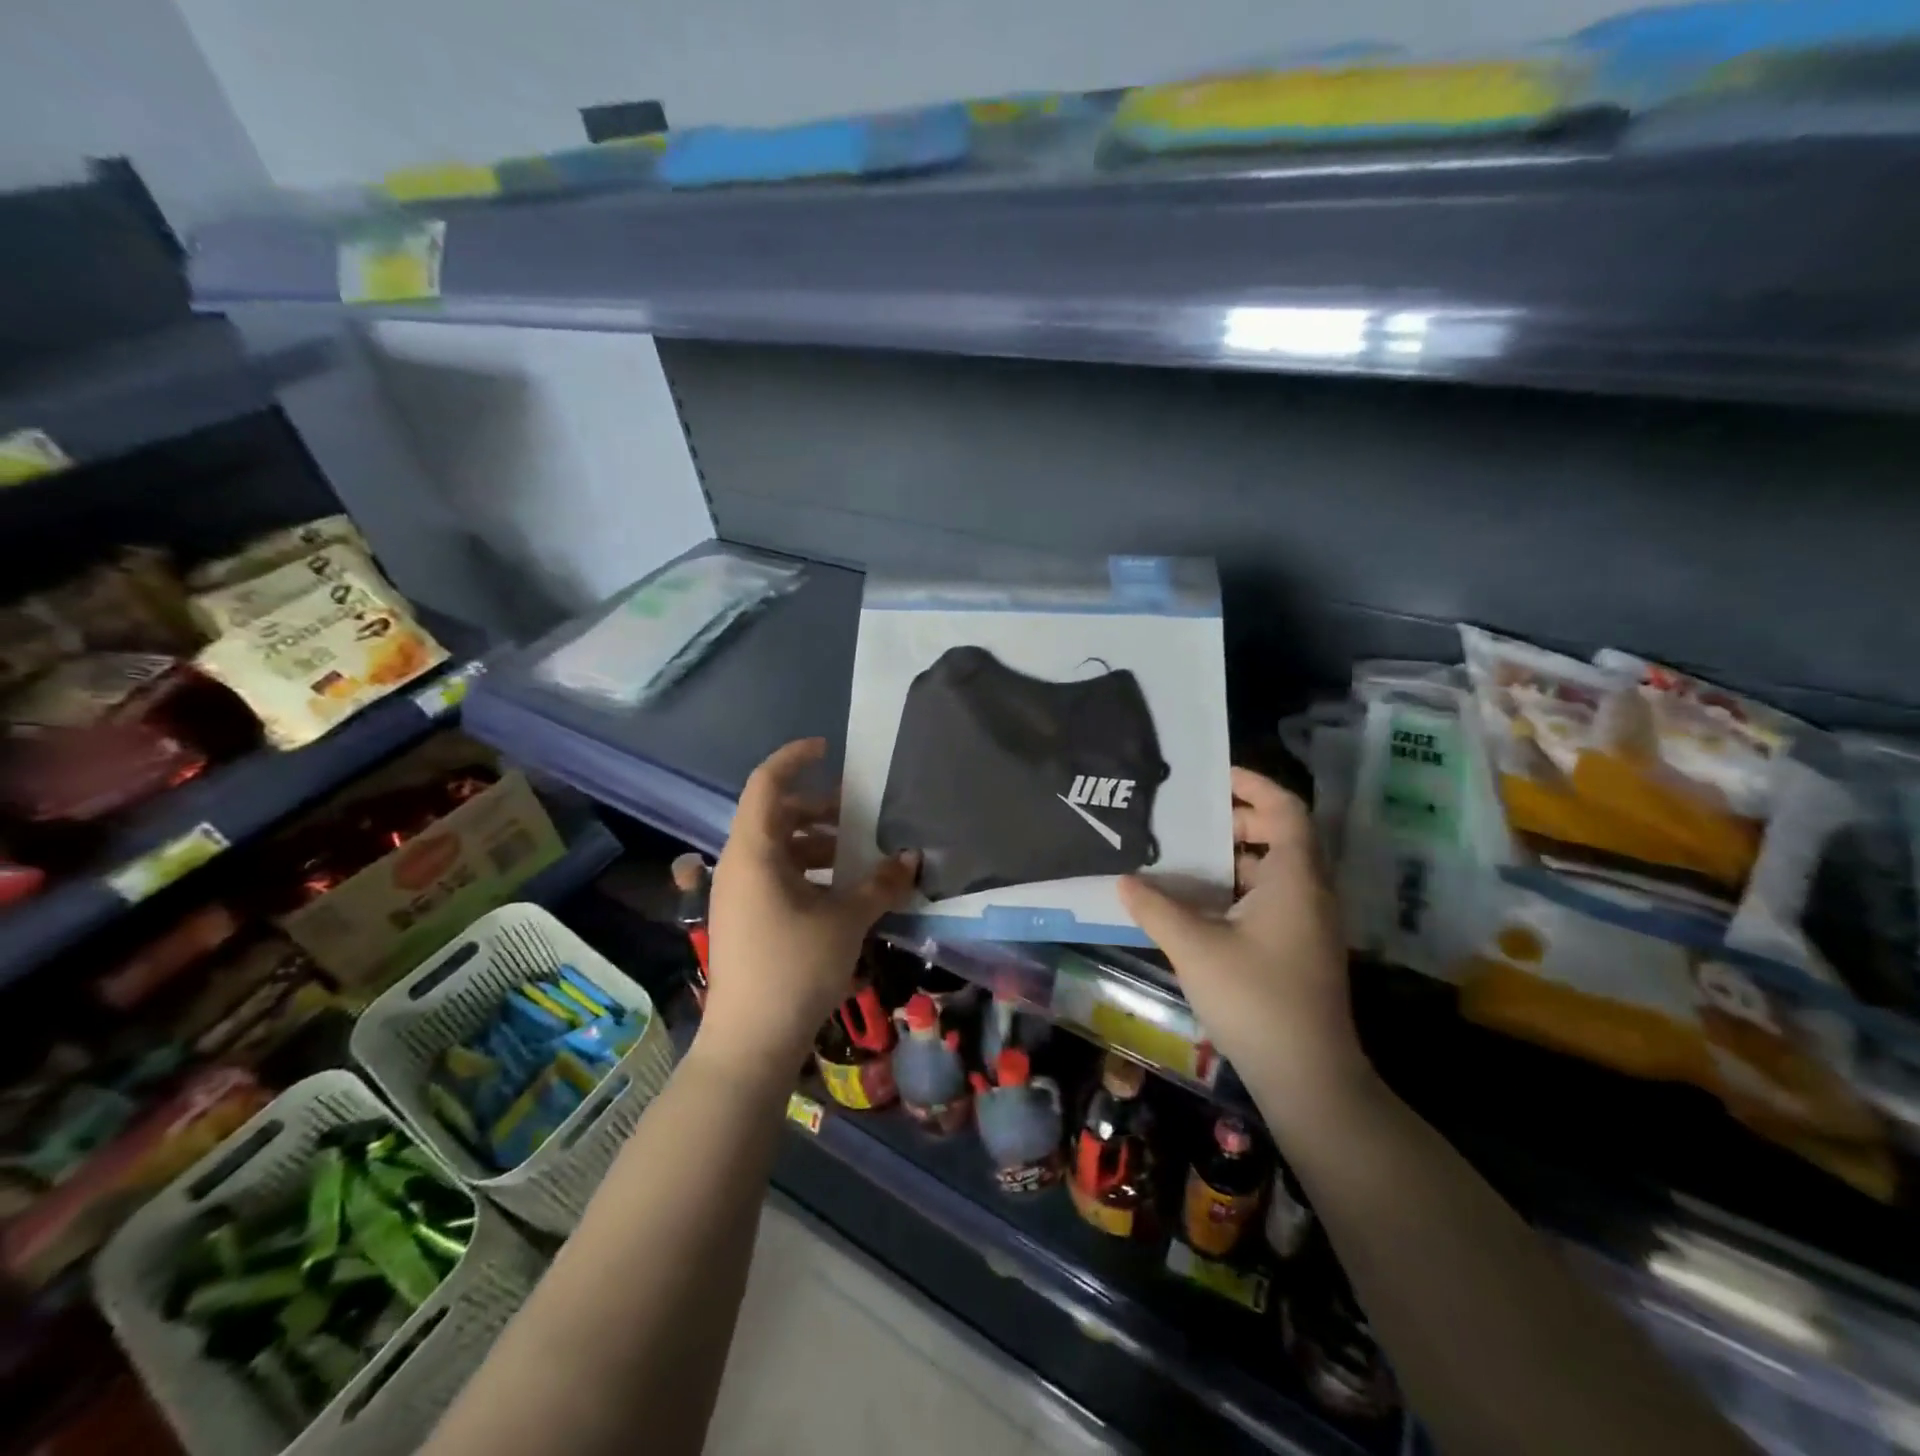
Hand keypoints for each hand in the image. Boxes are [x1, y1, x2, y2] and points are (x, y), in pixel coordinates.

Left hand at [697, 739, 916, 1086]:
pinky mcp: (745, 919)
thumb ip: (880, 884)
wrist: (750, 1042)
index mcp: (754, 852)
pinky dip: (808, 872)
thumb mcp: (846, 920)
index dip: (794, 759)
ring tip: (859, 856)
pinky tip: (842, 892)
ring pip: (778, 849)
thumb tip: (911, 858)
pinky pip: (777, 876)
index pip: (766, 784)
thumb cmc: (795, 967)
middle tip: (860, 815)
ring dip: (817, 844)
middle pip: (776, 816)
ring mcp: (739, 894)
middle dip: (819, 809)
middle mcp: (739, 865)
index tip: (828, 750)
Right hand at [1119, 768, 1371, 1124]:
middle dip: (1236, 820)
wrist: (1309, 1078)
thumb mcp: (1195, 948)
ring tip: (1183, 855)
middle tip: (1188, 819)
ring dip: (1233, 857)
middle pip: (1281, 835)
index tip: (1213, 776)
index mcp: (1295, 878)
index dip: (1253, 784)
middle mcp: (1310, 892)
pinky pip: (1270, 898)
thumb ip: (1156, 908)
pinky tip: (1197, 903)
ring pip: (1274, 870)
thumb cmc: (1256, 1000)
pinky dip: (1237, 888)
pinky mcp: (1299, 948)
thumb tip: (1123, 880)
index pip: (1286, 808)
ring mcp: (1308, 923)